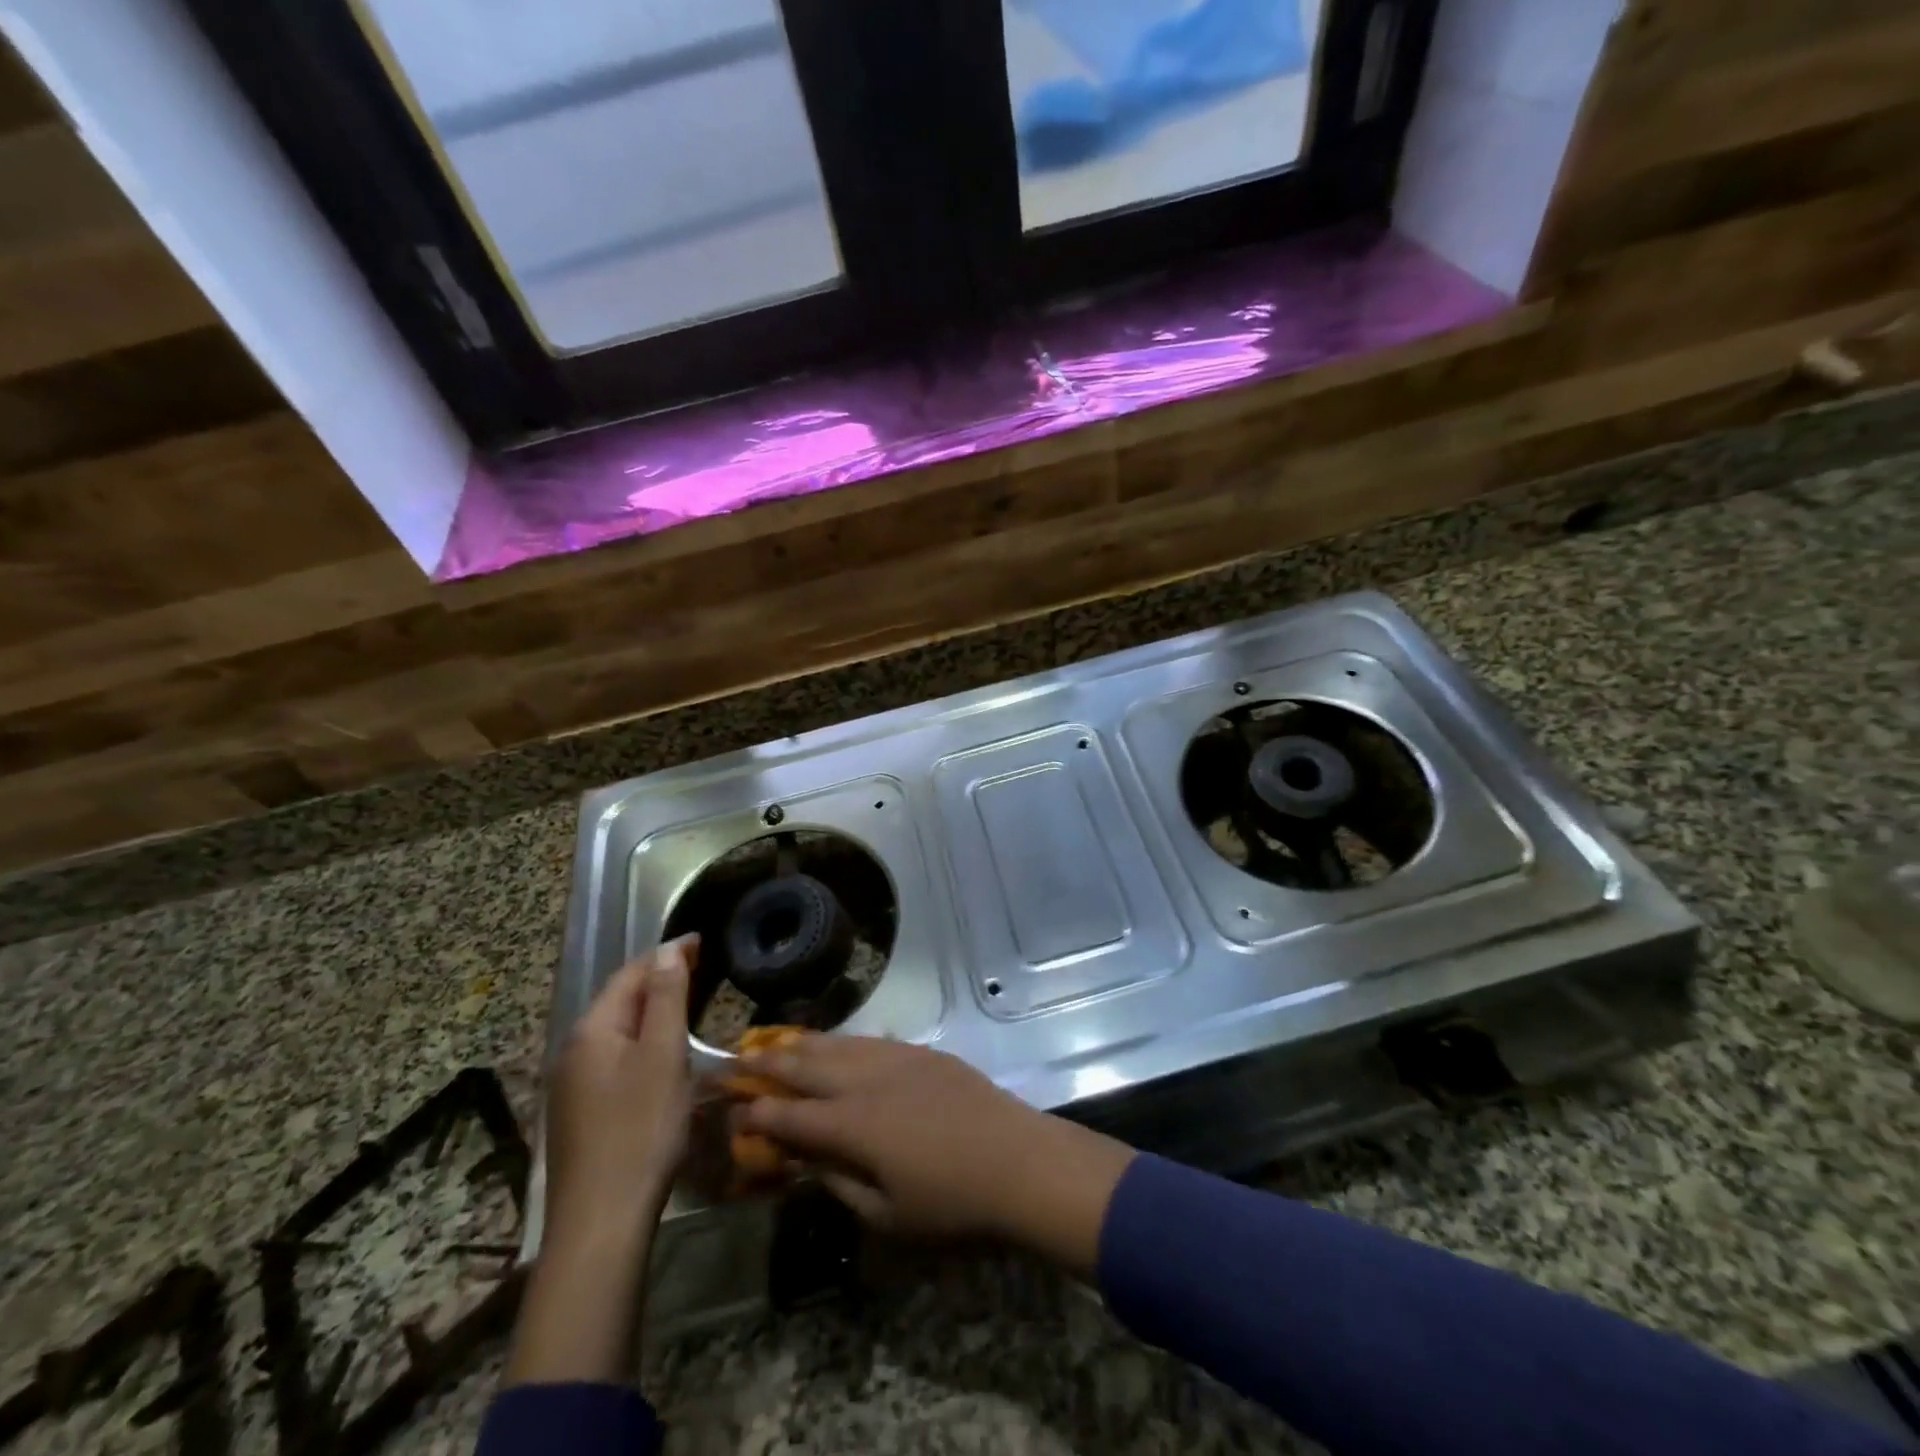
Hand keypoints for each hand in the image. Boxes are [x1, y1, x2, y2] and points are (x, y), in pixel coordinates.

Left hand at [545, 936, 696, 1243]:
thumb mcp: (663, 1055)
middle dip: (659, 979)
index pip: (631, 973)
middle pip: (620, 999)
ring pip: (617, 1030)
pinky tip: (661, 1054)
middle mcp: (573, 1050)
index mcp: (592, 1030)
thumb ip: (666, 998)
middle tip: (702, 968)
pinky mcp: (580, 1112)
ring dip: (650, 1010)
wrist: (601, 1221)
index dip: (668, 954)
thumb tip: (668, 949)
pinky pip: (614, 1057)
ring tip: (688, 1002)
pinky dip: (641, 1041)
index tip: (704, 941)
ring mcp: (572, 1084)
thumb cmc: (640, 1129)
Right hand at [736, 1036, 1135, 1276]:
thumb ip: (840, 1183)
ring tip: (778, 1042)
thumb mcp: (886, 1214)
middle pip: (807, 1066)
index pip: (789, 1115)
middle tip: (738, 1057)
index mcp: (852, 1126)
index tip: (731, 1109)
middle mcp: (866, 1081)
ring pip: (839, 1044)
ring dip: (804, 1044)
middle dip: (769, 1063)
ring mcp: (897, 1059)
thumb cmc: (951, 1204)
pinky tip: (839, 1044)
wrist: (1017, 1160)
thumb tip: (809, 1162)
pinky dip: (846, 1042)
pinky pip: (872, 1040)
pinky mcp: (923, 1052)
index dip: (756, 1113)